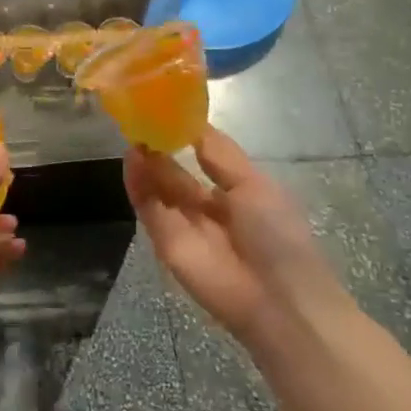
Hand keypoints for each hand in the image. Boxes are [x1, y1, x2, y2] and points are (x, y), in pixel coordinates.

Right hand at [124, 126, 343, 357]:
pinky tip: (132, 157)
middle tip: (140, 115)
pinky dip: (137, 183)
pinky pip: (148, 208)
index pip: (203, 159)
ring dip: (145, 162)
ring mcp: (184, 226)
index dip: (184, 135)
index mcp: (237, 194)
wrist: (278, 302)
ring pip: (158, 187)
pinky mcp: (165, 243)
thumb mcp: (254, 185)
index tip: (165, 108)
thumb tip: (192, 123)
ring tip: (132, 131)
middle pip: (175, 173)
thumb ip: (219, 155)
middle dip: (159, 146)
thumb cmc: (279, 236)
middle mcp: (207, 208)